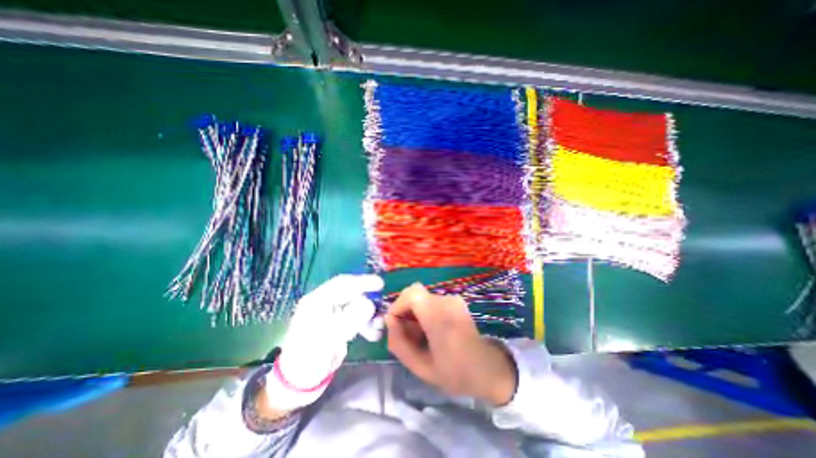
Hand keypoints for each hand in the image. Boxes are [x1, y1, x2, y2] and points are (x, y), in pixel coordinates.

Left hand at [266, 273, 383, 413]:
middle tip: (381, 308)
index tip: (380, 284)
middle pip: (351, 293)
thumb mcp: (331, 336)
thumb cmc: (310, 356)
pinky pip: (356, 318)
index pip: (342, 283)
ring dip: (368, 315)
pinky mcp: (338, 325)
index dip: (362, 281)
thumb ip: (351, 318)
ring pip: (355, 306)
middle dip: (367, 300)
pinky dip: (365, 324)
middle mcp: (324, 303)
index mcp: (317, 300)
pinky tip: (373, 334)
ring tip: (378, 326)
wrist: (299, 382)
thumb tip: (370, 304)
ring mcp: (331, 314)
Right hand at [382, 284, 515, 405]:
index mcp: (440, 316)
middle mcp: (447, 301)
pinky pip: (431, 301)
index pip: (412, 293)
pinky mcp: (456, 300)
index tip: (395, 325)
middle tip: (406, 335)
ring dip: (414, 313)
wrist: (488, 369)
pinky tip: (430, 330)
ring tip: (419, 336)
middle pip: (414, 294)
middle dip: (404, 312)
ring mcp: (453, 299)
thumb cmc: (455, 373)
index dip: (398, 305)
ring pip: (421, 298)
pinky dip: (424, 312)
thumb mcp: (421, 367)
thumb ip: (399, 343)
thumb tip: (389, 320)